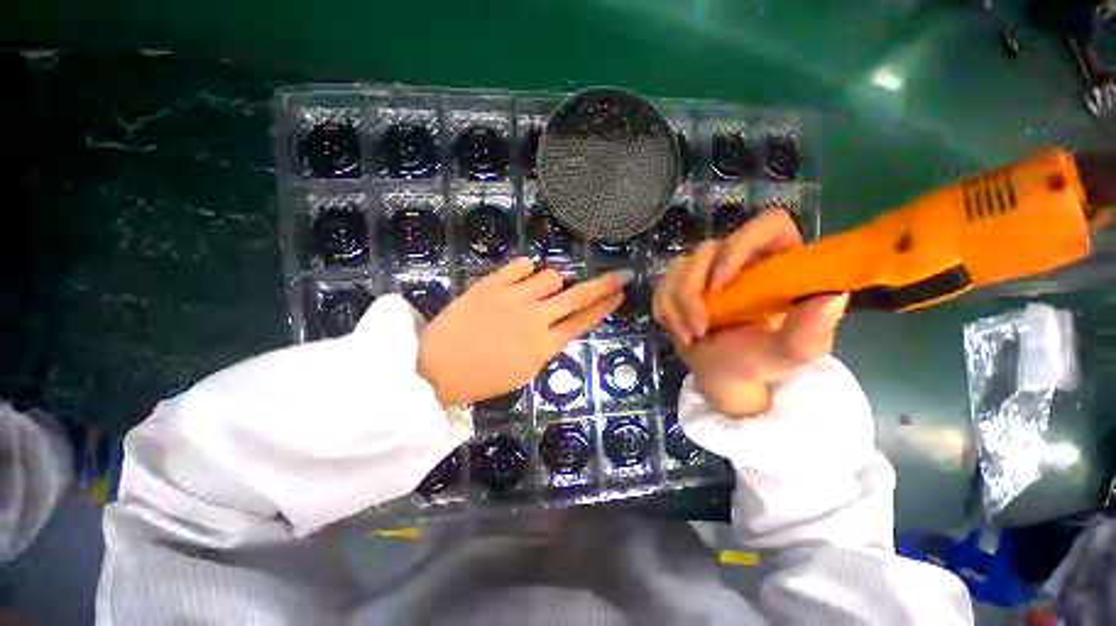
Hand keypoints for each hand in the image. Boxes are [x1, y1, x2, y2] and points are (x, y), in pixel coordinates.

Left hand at [418, 258, 630, 406]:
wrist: (436, 368)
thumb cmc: (482, 378)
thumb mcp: (524, 371)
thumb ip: (547, 346)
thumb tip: (561, 324)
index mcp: (543, 346)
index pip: (583, 322)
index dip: (604, 307)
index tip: (619, 294)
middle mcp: (534, 318)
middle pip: (577, 296)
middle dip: (603, 285)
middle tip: (619, 275)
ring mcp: (513, 298)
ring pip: (551, 275)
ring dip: (551, 283)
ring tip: (537, 292)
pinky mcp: (491, 284)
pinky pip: (522, 264)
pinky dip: (526, 270)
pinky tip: (519, 280)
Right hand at [653, 209, 847, 416]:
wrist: (721, 374)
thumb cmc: (758, 361)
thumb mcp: (789, 353)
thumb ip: (810, 332)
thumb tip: (832, 297)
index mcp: (777, 263)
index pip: (767, 225)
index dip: (740, 244)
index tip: (722, 283)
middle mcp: (739, 258)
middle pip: (708, 248)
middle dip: (694, 291)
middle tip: (701, 326)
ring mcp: (705, 269)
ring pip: (679, 267)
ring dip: (678, 306)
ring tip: (692, 335)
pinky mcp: (680, 282)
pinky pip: (662, 286)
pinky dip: (666, 311)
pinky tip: (679, 331)